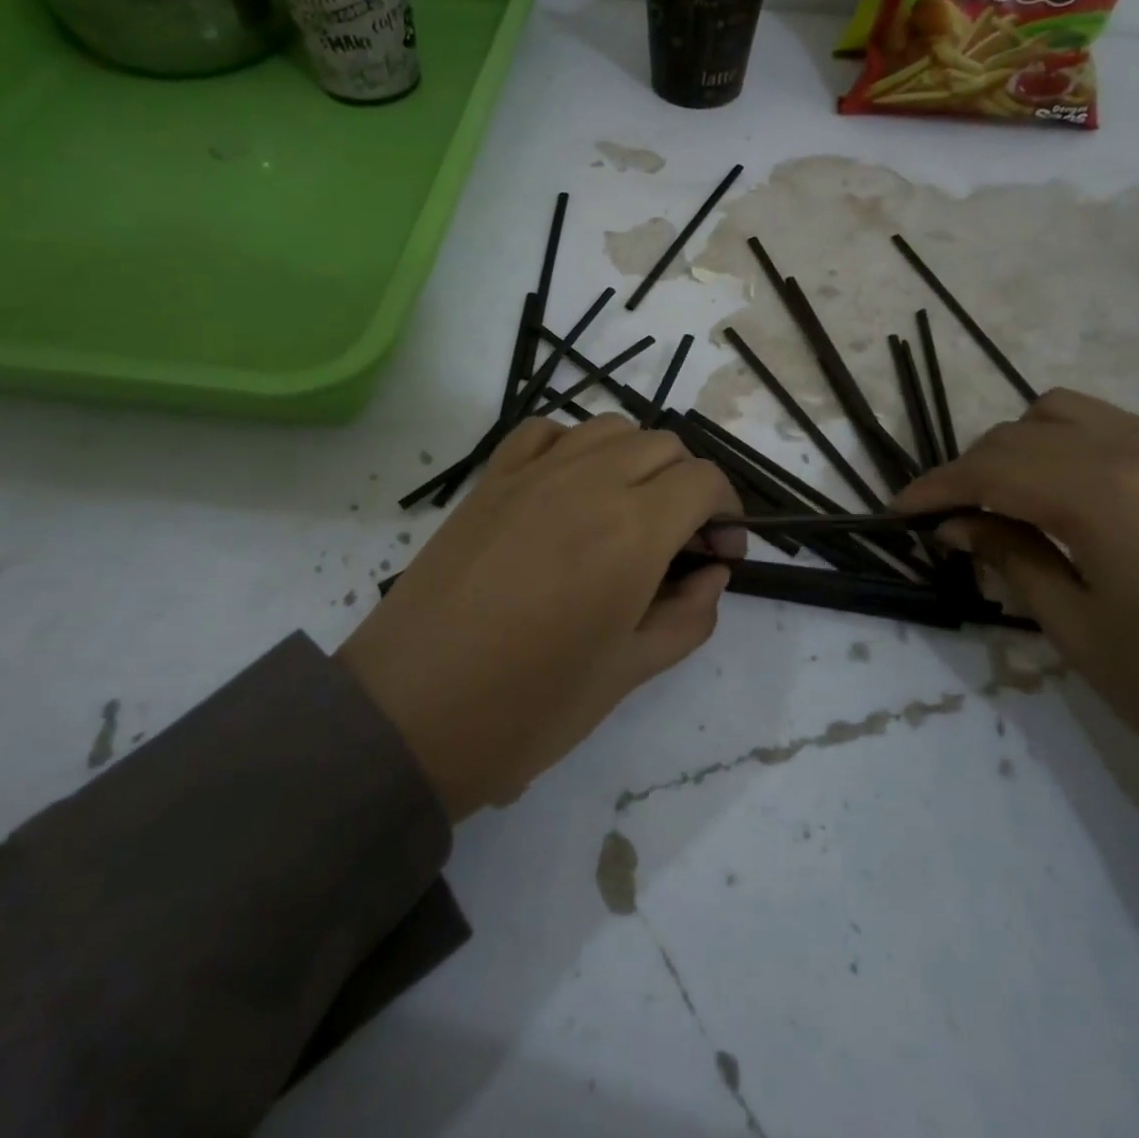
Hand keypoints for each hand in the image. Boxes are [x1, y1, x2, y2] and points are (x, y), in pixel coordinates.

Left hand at [339, 415, 741, 818]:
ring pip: (611, 428)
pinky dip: (574, 445)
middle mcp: (588, 482)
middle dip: (688, 485)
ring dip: (638, 459)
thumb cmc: (529, 707)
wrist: (409, 711)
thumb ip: (688, 616)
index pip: (705, 481)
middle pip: (665, 446)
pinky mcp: (490, 479)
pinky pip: (545, 431)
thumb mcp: (628, 673)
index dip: (728, 511)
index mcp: (632, 531)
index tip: (721, 552)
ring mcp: (533, 473)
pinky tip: (570, 486)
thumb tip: (713, 575)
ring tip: (628, 510)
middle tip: (680, 540)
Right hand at [894, 390, 1138, 808]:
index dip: (935, 487)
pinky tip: (1062, 497)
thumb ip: (1011, 557)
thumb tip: (958, 524)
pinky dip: (1065, 447)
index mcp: (1103, 495)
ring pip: (1065, 414)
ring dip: (1018, 447)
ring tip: (1003, 500)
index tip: (898, 512)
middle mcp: (1137, 454)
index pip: (991, 469)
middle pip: (1020, 434)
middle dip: (969, 469)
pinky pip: (1110, 430)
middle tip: (947, 520)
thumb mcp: (1077, 629)